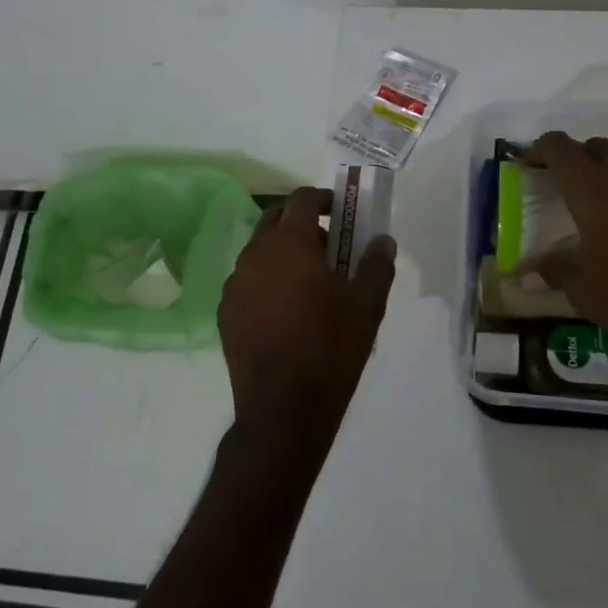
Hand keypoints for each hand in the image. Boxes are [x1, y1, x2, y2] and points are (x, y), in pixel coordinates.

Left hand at [218, 188, 396, 448]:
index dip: (324, 198)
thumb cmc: (331, 349)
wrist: (283, 409)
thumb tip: (383, 241)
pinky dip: (267, 280)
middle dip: (302, 222)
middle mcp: (255, 254)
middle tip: (329, 246)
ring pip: (259, 250)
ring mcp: (235, 283)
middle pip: (276, 219)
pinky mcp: (225, 312)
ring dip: (283, 252)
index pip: (302, 199)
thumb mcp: (367, 306)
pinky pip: (248, 281)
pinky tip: (285, 311)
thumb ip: (377, 265)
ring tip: (309, 283)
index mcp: (290, 244)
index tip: (342, 211)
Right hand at [524, 133, 607, 369]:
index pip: (558, 147)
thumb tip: (522, 278)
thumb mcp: (582, 289)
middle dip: (577, 161)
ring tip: (607, 196)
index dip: (539, 150)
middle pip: (594, 146)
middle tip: (568, 189)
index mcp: (592, 186)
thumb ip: (551, 271)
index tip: (529, 166)